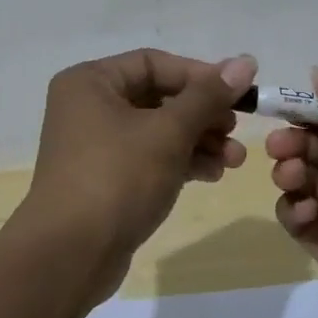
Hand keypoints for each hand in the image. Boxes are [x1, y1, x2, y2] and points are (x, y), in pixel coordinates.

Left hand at [21, 49, 258, 292]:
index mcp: (91, 82)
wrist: (71, 255)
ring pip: (159, 130)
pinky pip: (150, 158)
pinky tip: (212, 174)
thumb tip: (246, 62)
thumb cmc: (117, 178)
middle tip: (236, 129)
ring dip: (199, 140)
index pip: (154, 63)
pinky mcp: (107, 179)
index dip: (200, 75)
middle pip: (159, 97)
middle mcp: (89, 107)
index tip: (237, 94)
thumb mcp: (168, 132)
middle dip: (203, 114)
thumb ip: (208, 95)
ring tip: (234, 160)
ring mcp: (96, 145)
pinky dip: (181, 161)